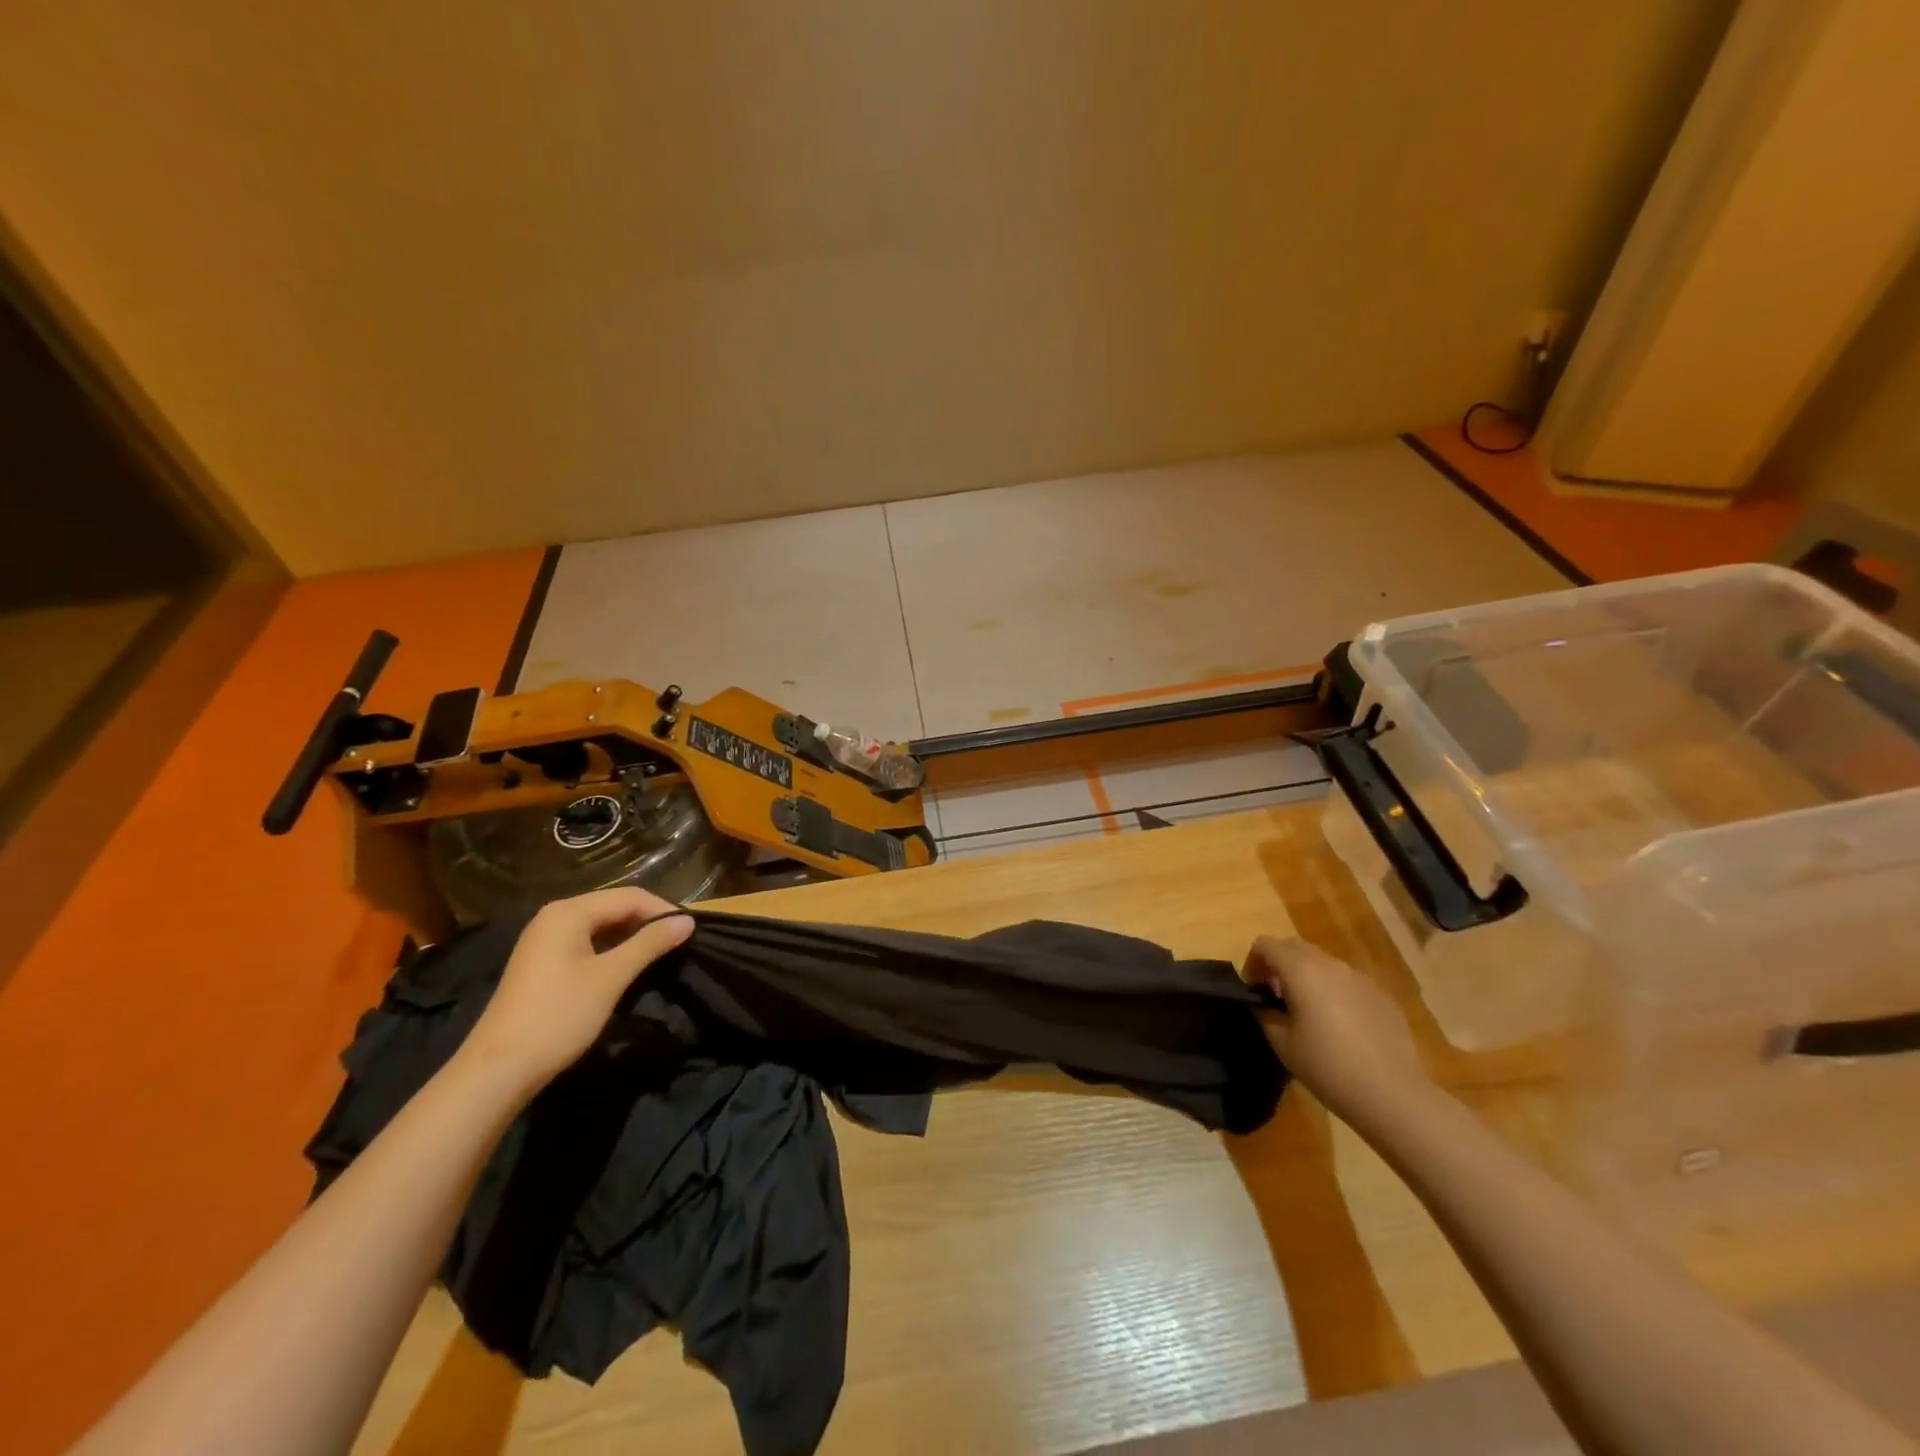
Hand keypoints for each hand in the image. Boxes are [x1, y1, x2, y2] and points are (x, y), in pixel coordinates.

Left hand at [457, 888, 694, 1092]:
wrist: (498, 1069)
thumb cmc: (559, 1015)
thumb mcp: (611, 977)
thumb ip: (650, 944)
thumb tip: (687, 920)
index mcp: (568, 912)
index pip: (629, 896)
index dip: (663, 910)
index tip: (692, 930)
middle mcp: (554, 917)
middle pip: (613, 906)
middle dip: (648, 921)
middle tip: (680, 941)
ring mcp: (544, 940)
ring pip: (600, 925)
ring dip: (631, 935)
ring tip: (661, 952)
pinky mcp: (542, 962)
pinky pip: (586, 941)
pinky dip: (611, 948)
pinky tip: (628, 965)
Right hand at [1240, 935, 1432, 1131]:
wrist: (1392, 1095)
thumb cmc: (1328, 1067)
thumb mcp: (1282, 1044)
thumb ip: (1266, 1013)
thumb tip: (1265, 1003)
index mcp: (1301, 970)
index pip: (1265, 945)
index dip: (1252, 962)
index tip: (1254, 990)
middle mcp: (1331, 964)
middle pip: (1294, 947)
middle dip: (1279, 964)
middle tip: (1276, 996)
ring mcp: (1360, 978)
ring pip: (1324, 963)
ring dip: (1308, 976)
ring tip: (1309, 1012)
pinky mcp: (1382, 996)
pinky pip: (1348, 982)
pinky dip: (1335, 991)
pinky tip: (1342, 1026)